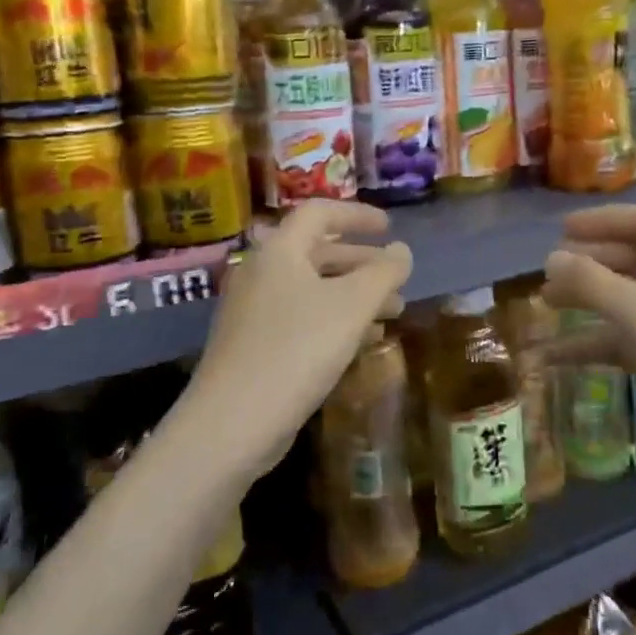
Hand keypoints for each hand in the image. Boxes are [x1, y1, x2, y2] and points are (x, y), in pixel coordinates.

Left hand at [182, 201, 411, 478]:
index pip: (320, 213)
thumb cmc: (298, 349)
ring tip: (393, 313)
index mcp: (279, 250)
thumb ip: (383, 273)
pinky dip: (334, 320)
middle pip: (318, 252)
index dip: (358, 215)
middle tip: (396, 278)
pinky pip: (302, 318)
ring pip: (313, 289)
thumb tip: (402, 251)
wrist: (233, 422)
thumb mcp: (352, 306)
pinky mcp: (254, 345)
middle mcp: (262, 272)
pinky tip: (362, 342)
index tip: (390, 227)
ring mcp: (254, 310)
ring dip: (354, 295)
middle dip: (362, 263)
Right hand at [543, 206, 635, 468]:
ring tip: (546, 304)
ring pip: (624, 303)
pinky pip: (623, 342)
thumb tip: (551, 259)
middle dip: (590, 263)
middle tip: (548, 271)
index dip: (605, 220)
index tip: (563, 229)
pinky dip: (591, 344)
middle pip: (632, 261)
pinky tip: (553, 357)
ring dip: (586, 301)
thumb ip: (591, 282)